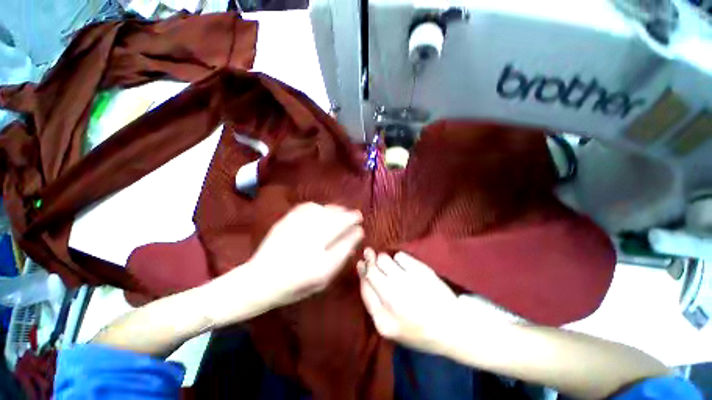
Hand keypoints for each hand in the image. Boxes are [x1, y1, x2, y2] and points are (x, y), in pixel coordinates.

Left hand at [247, 203, 363, 306]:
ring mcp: (297, 230)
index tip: (360, 230)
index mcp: (320, 265)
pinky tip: (323, 210)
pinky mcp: (286, 221)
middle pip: (338, 223)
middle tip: (357, 215)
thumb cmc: (293, 286)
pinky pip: (308, 208)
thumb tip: (352, 242)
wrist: (259, 280)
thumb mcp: (321, 281)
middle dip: (351, 217)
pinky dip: (320, 207)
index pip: (346, 243)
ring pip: (325, 213)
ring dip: (338, 210)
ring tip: (343, 211)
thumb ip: (338, 260)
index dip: (355, 234)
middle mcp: (310, 244)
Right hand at [358, 249, 457, 353]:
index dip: (361, 273)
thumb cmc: (418, 330)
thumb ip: (374, 303)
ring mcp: (408, 283)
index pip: (365, 288)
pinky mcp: (421, 272)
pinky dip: (399, 259)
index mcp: (383, 320)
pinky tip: (404, 265)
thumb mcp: (391, 328)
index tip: (361, 263)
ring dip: (382, 258)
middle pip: (372, 271)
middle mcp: (393, 299)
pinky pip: (400, 256)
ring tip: (388, 263)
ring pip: (384, 259)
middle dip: (369, 260)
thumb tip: (364, 272)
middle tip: (369, 253)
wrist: (452, 327)